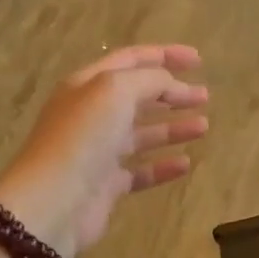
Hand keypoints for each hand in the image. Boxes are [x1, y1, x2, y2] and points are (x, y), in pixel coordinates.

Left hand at [0, 45, 208, 257]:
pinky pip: (141, 170)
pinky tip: (186, 164)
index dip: (165, 55)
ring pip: (142, 133)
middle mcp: (92, 114)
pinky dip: (163, 165)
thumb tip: (171, 84)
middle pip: (138, 96)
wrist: (53, 202)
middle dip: (173, 92)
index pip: (131, 60)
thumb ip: (149, 80)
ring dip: (173, 127)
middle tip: (205, 96)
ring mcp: (98, 151)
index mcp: (88, 85)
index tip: (199, 60)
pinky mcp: (106, 185)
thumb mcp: (116, 91)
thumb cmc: (83, 138)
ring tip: (204, 127)